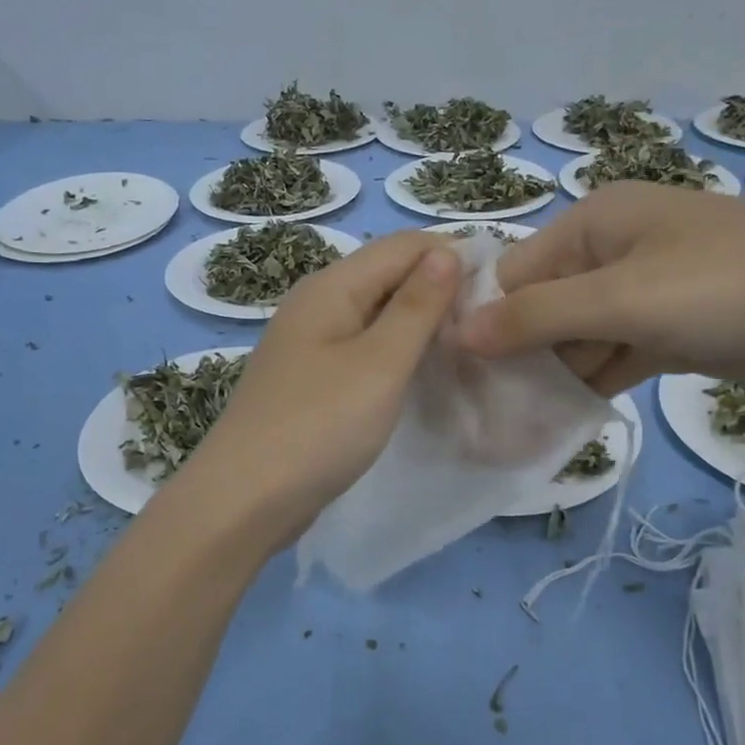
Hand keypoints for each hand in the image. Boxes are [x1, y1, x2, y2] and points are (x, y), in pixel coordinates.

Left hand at [181, 231, 460, 543]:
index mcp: (331, 286)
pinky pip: (361, 346)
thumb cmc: (319, 426)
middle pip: (387, 275)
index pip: (403, 246)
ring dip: (419, 323)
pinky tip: (420, 372)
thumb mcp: (379, 363)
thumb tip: (447, 251)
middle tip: (488, 323)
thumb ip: (416, 306)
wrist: (245, 498)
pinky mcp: (310, 377)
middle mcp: (317, 302)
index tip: (500, 289)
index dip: (452, 256)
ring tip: (465, 346)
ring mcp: (309, 341)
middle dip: (438, 289)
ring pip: (376, 313)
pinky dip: (394, 351)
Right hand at [456, 183, 744, 392]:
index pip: (515, 272)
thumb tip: (458, 333)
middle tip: (482, 412)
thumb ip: (536, 316)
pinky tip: (559, 418)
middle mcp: (611, 251)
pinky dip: (591, 384)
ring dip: (553, 376)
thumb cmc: (726, 286)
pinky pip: (612, 356)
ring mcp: (643, 293)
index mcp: (594, 222)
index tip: (460, 376)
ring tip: (510, 425)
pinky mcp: (670, 331)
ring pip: (577, 337)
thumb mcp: (622, 299)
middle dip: (518, 355)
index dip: (487, 321)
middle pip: (543, 306)